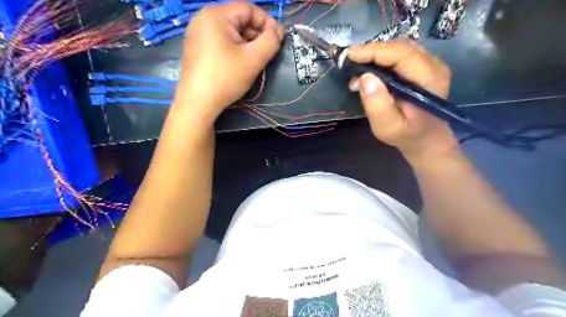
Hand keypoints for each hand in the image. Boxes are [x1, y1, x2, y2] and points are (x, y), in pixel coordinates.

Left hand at [173, 1, 282, 122]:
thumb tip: (278, 32)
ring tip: (256, 60)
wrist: (198, 102)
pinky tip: (240, 64)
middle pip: (239, 19)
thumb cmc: (226, 78)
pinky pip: (221, 41)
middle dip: (257, 34)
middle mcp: (204, 18)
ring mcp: (197, 34)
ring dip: (247, 43)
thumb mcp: (254, 59)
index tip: (278, 40)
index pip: (249, 9)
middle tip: (268, 53)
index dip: (267, 22)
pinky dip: (235, 49)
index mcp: (216, 15)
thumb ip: (271, 41)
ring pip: (231, 32)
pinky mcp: (196, 48)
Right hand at [347, 39, 461, 160]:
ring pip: (399, 48)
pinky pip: (400, 54)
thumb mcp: (387, 127)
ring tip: (357, 69)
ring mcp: (431, 64)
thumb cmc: (405, 135)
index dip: (374, 51)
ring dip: (375, 55)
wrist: (426, 138)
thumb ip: (377, 105)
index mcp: (428, 80)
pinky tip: (370, 71)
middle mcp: (434, 66)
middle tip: (349, 63)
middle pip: (400, 47)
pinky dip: (382, 59)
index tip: (349, 56)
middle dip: (372, 52)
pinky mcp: (424, 66)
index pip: (401, 54)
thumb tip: (364, 77)